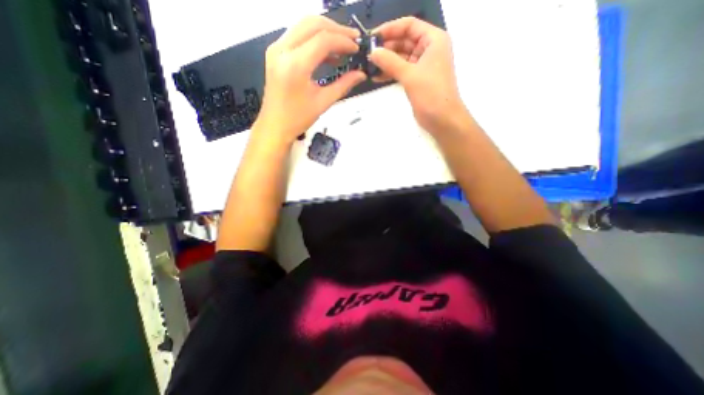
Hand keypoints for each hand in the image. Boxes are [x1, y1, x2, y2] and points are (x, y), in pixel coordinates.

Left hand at [254, 16, 368, 144]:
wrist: (275, 125)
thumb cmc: (298, 118)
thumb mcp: (323, 102)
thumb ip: (343, 85)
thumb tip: (361, 74)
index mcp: (295, 65)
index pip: (323, 40)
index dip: (343, 41)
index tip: (357, 48)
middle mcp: (282, 50)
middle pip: (313, 24)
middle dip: (336, 29)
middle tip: (353, 40)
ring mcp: (276, 49)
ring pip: (304, 26)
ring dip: (325, 31)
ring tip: (343, 44)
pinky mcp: (276, 52)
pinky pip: (297, 36)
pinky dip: (314, 39)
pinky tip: (328, 53)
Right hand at [370, 15, 468, 132]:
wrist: (442, 119)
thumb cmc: (431, 94)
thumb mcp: (410, 75)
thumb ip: (390, 62)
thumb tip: (372, 52)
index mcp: (433, 40)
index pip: (409, 25)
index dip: (390, 29)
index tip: (372, 37)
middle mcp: (428, 49)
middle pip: (404, 41)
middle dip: (386, 47)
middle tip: (367, 54)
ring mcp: (422, 66)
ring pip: (401, 57)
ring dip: (386, 61)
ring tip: (369, 66)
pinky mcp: (417, 79)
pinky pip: (401, 70)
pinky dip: (390, 73)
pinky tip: (376, 76)